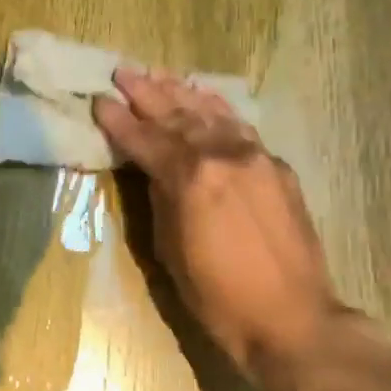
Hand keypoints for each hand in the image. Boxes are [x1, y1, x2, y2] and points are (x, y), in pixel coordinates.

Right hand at [93, 69, 347, 379]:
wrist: (291, 318)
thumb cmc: (218, 296)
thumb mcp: (170, 249)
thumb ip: (160, 198)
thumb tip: (154, 169)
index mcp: (190, 178)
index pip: (145, 139)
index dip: (118, 120)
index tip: (99, 100)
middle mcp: (223, 155)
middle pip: (177, 115)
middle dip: (147, 93)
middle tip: (123, 73)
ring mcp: (255, 156)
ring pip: (211, 113)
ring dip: (182, 92)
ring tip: (158, 75)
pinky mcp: (277, 166)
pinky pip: (240, 127)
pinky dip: (218, 108)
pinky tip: (206, 98)